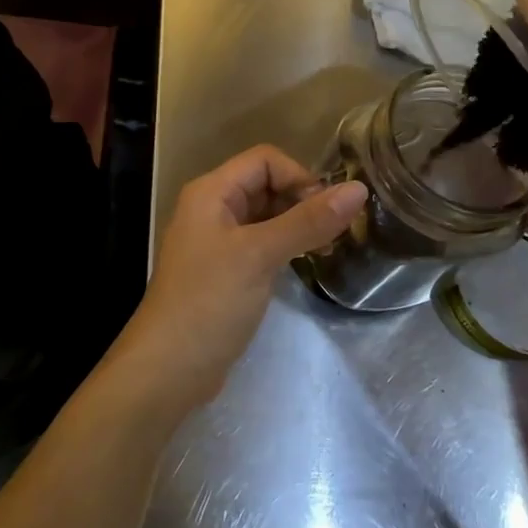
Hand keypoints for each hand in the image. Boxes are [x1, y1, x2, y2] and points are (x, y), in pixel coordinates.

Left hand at [107, 146, 366, 416]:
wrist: (169, 367)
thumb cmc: (210, 301)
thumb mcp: (260, 255)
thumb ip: (308, 221)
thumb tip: (358, 189)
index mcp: (211, 192)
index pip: (264, 160)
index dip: (299, 176)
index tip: (328, 210)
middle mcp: (211, 208)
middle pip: (265, 185)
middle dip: (302, 200)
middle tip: (336, 231)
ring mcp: (217, 241)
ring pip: (265, 216)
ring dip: (296, 224)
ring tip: (327, 247)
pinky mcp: (225, 270)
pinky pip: (260, 243)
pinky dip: (284, 246)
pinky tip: (305, 263)